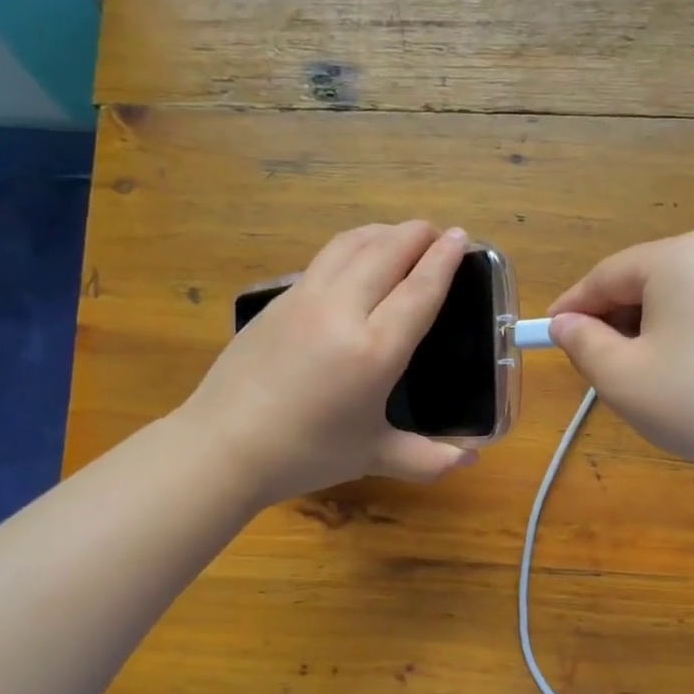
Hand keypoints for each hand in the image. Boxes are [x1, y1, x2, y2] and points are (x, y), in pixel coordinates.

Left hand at [184, 221, 477, 507]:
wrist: (223, 446)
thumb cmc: (305, 454)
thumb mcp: (372, 456)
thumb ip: (426, 459)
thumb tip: (470, 461)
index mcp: (374, 350)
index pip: (419, 290)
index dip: (444, 260)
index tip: (460, 236)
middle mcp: (342, 311)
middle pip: (386, 252)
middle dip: (416, 235)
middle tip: (436, 232)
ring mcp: (304, 299)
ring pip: (350, 245)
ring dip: (382, 232)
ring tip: (400, 236)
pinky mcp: (277, 300)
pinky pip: (323, 259)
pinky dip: (351, 247)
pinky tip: (354, 260)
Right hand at [547, 231, 693, 482]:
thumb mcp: (620, 375)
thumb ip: (581, 341)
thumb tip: (564, 324)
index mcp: (679, 255)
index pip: (606, 275)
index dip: (572, 306)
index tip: (546, 333)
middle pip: (643, 278)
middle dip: (611, 316)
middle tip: (590, 359)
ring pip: (674, 293)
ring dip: (643, 324)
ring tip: (631, 369)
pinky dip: (679, 328)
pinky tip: (674, 367)